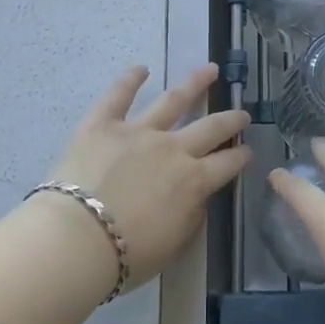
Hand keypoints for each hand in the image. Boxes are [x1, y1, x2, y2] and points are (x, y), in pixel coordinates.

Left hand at [44, 64, 251, 286]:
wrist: (77, 240)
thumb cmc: (125, 255)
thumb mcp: (172, 245)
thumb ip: (189, 217)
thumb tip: (196, 198)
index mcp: (193, 182)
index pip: (226, 165)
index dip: (240, 157)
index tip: (248, 150)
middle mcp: (173, 149)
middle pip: (210, 128)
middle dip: (230, 120)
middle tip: (242, 113)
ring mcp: (138, 131)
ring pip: (173, 100)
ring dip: (194, 84)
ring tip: (210, 70)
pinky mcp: (103, 123)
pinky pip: (118, 95)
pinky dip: (130, 79)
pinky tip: (141, 68)